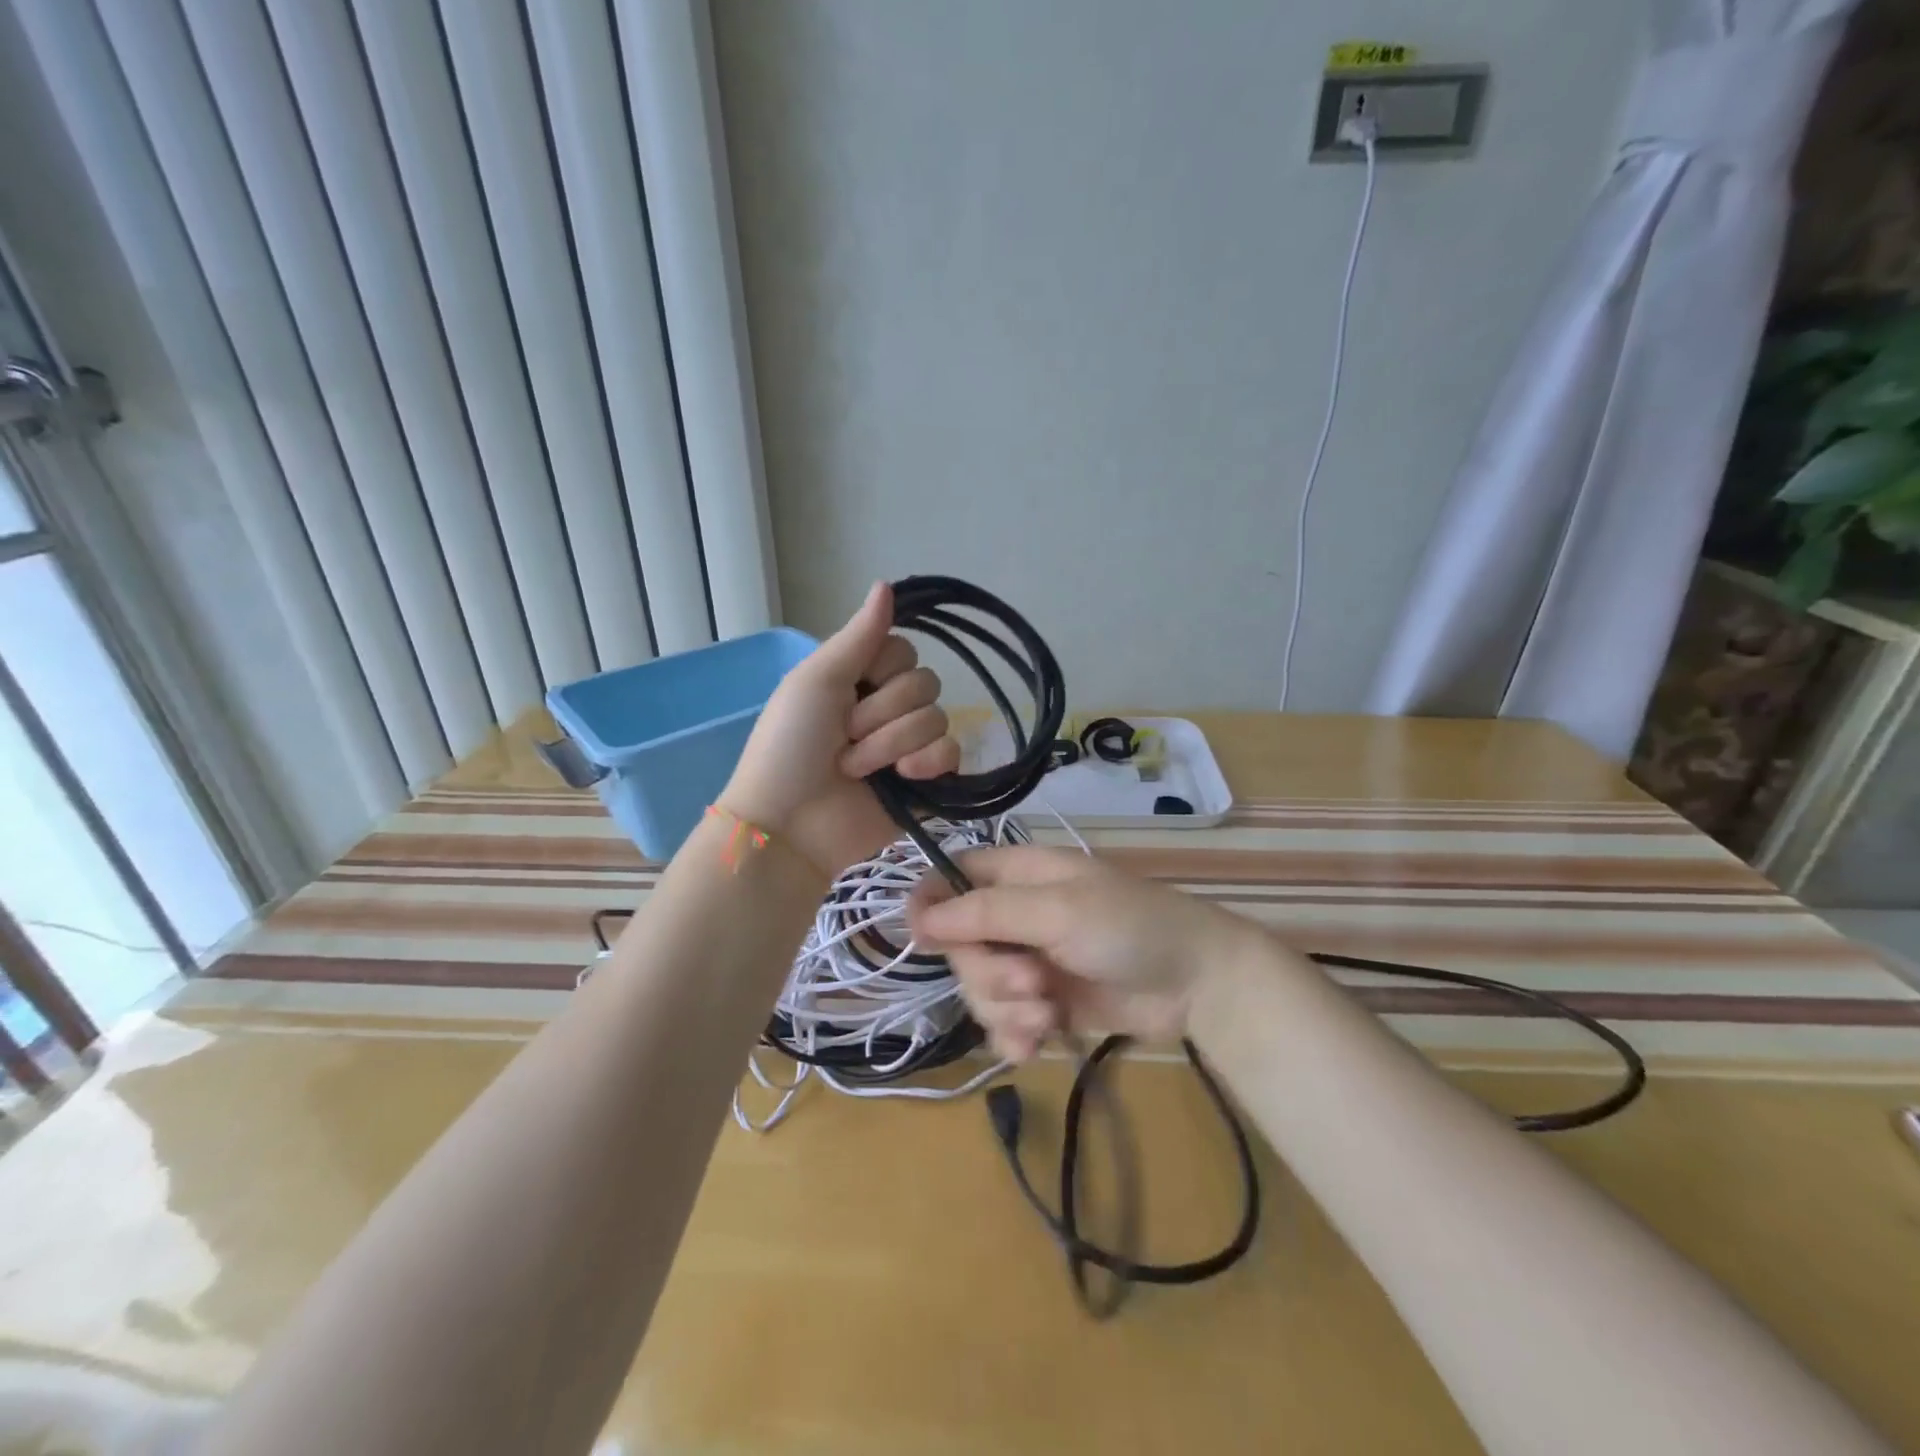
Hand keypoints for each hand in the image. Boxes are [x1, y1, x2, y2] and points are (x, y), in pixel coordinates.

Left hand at [720, 582, 959, 876]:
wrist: (790, 823)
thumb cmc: (791, 746)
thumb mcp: (817, 680)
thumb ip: (858, 636)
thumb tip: (887, 583)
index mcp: (862, 679)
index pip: (905, 651)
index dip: (881, 672)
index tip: (849, 692)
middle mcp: (890, 708)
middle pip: (925, 684)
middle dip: (882, 715)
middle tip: (845, 738)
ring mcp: (910, 746)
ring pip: (939, 718)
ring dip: (892, 744)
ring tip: (858, 769)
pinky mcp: (928, 782)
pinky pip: (953, 754)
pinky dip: (928, 764)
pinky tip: (903, 780)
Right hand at [908, 846, 1257, 1060]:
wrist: (1196, 983)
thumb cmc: (1129, 927)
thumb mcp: (1058, 911)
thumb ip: (988, 913)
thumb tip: (919, 919)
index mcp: (1017, 875)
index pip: (950, 878)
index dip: (931, 905)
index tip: (926, 940)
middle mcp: (1016, 916)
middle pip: (960, 946)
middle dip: (989, 973)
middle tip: (1032, 982)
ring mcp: (1029, 962)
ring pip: (978, 989)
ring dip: (1006, 1010)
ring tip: (1047, 1015)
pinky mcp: (1043, 1005)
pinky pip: (1003, 1023)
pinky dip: (1015, 1036)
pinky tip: (1038, 1045)